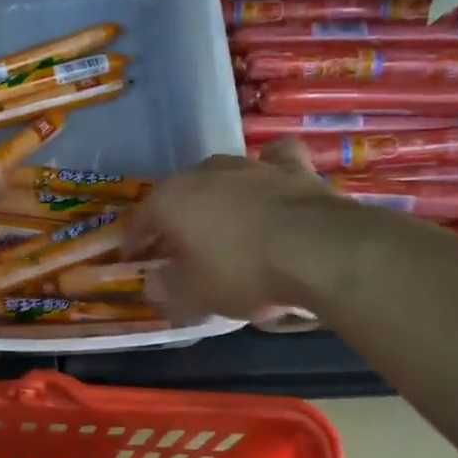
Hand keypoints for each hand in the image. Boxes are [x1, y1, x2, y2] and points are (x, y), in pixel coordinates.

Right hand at [124, 141, 349, 320]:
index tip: (135, 260)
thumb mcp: (195, 295)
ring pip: (223, 176)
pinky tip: (270, 185)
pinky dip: (269, 172)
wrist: (322, 252)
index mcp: (172, 200)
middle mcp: (205, 173)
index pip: (142, 221)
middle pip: (180, 196)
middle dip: (175, 219)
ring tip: (222, 222)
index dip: (136, 243)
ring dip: (217, 197)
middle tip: (178, 247)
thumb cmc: (243, 272)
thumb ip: (167, 289)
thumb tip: (153, 285)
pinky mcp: (294, 168)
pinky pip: (273, 162)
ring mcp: (251, 165)